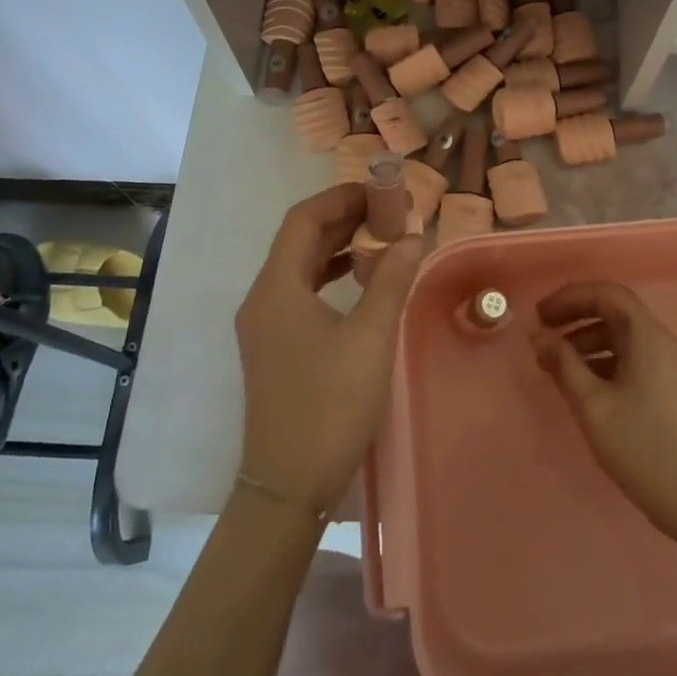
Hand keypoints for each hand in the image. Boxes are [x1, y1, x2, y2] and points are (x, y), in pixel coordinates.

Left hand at [234, 184, 424, 517]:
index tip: (381, 190)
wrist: (288, 485)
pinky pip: (301, 292)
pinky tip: (360, 282)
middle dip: (343, 219)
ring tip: (381, 238)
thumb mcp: (371, 337)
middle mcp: (263, 298)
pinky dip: (330, 276)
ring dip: (337, 247)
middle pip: (299, 239)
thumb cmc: (330, 405)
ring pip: (300, 266)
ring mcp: (264, 325)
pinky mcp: (274, 346)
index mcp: (277, 287)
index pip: (304, 219)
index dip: (342, 197)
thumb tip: (413, 236)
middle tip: (389, 211)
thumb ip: (391, 280)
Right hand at [530, 282, 676, 544]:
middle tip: (542, 338)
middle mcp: (661, 343)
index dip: (571, 297)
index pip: (607, 294)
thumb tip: (539, 336)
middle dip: (575, 319)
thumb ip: (563, 365)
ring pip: (622, 339)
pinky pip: (631, 360)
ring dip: (586, 344)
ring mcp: (668, 367)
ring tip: (554, 367)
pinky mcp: (669, 390)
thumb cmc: (644, 447)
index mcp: (648, 336)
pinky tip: (582, 388)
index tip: (540, 316)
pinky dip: (602, 363)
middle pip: (615, 313)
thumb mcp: (593, 405)